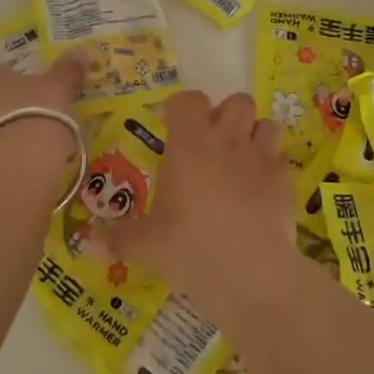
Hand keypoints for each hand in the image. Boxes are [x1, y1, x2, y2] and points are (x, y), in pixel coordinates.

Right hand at [106, 91, 293, 305]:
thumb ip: (118, 239)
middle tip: (209, 142)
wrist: (252, 273)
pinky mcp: (285, 182)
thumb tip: (88, 245)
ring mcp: (261, 158)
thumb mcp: (146, 246)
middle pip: (235, 101)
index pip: (188, 100)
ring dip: (253, 133)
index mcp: (189, 144)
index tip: (169, 125)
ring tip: (239, 158)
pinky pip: (281, 158)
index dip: (179, 107)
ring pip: (265, 123)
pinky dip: (271, 165)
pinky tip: (260, 188)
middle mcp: (227, 141)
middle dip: (224, 114)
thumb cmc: (191, 248)